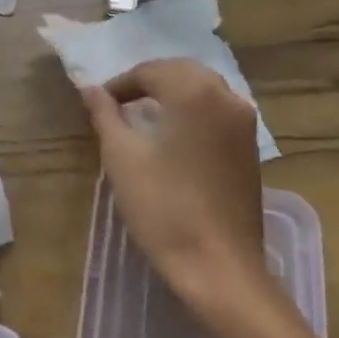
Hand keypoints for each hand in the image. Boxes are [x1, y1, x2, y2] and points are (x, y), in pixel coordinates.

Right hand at [80, 58, 274, 317]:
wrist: (218, 266)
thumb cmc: (163, 207)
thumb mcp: (122, 156)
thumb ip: (104, 114)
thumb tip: (88, 87)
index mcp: (194, 91)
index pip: (150, 71)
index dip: (120, 84)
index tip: (99, 104)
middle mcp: (226, 96)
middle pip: (181, 72)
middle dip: (148, 83)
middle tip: (118, 106)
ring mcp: (244, 123)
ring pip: (203, 90)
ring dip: (172, 95)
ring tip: (143, 119)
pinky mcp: (250, 148)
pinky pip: (218, 111)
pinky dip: (193, 112)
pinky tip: (174, 138)